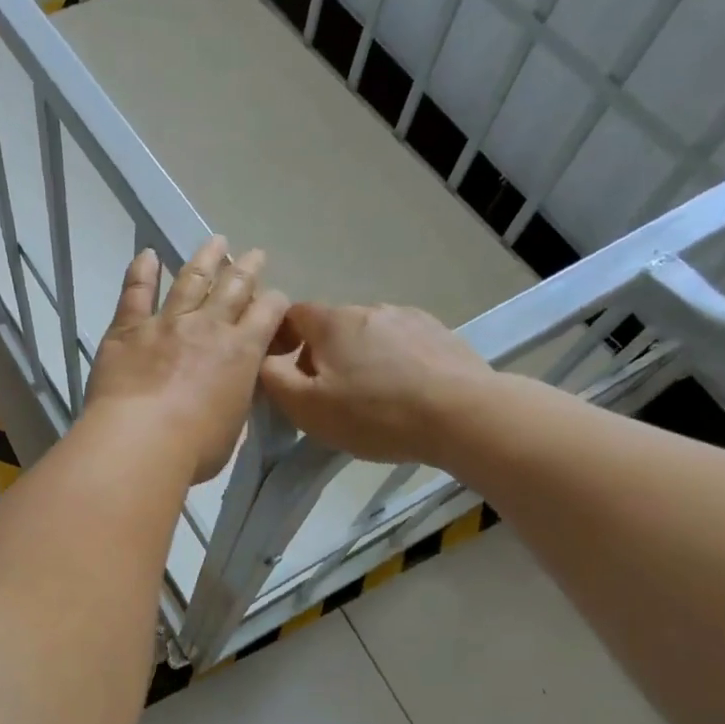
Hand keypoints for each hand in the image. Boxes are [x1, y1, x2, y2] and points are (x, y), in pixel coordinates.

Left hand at [84, 237, 288, 483]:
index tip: (276, 298)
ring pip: (191, 280)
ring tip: (216, 242)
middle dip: (247, 269)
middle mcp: (208, 327)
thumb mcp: (233, 426)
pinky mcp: (128, 328)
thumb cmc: (194, 448)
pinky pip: (136, 292)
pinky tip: (147, 254)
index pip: (268, 313)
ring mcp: (167, 323)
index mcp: (242, 352)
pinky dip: (142, 271)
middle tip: (255, 254)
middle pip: (234, 287)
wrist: (140, 441)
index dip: (275, 302)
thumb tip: (233, 387)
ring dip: (205, 259)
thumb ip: (235, 398)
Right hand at [259, 302, 493, 464]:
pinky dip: (395, 363)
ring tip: (373, 399)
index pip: (292, 314)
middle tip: (328, 397)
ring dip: (361, 359)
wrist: (463, 415)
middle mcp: (369, 309)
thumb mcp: (307, 407)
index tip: (284, 369)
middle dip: (323, 355)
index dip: (281, 338)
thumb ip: (273, 379)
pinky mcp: (440, 334)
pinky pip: (403, 344)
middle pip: (332, 328)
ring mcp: (409, 318)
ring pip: (369, 336)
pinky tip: (406, 393)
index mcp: (332, 322)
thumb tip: (261, 359)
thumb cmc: (375, 413)